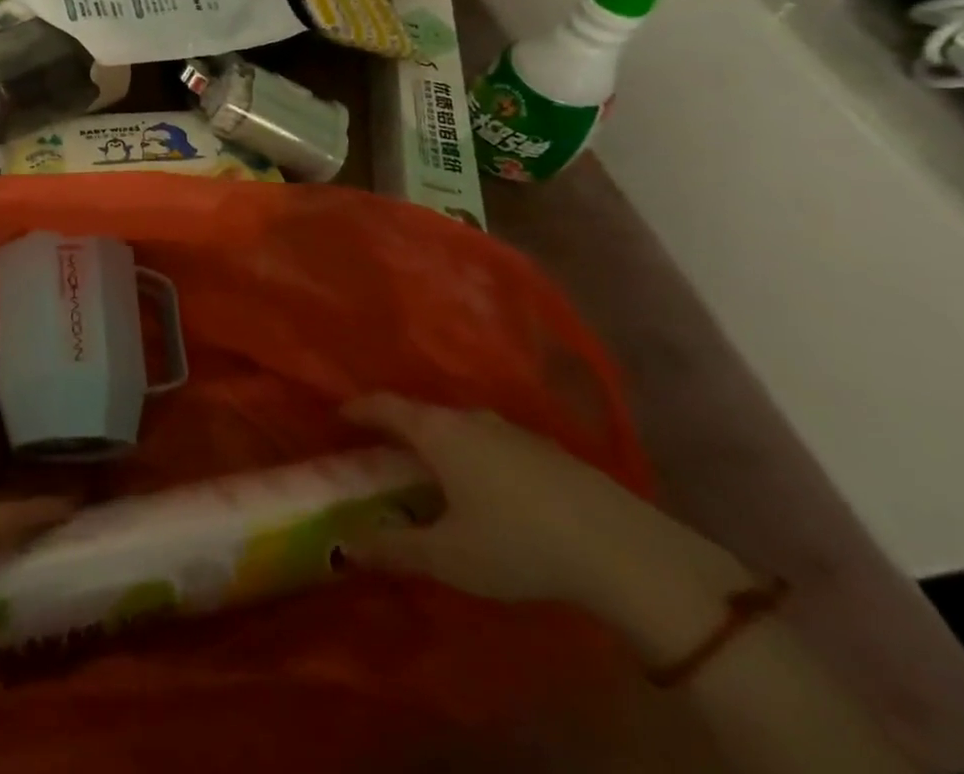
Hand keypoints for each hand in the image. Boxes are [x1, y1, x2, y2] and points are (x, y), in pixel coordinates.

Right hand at [341, 395, 751, 643]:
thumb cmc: (518, 544)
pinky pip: (495, 442)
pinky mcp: (550, 451)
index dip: (358, 409)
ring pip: (461, 426)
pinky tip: (489, 487)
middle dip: (398, 427)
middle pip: (422, 412)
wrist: (625, 552)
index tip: (339, 416)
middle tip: (383, 449)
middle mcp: (469, 419)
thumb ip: (394, 549)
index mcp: (436, 432)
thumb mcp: (449, 557)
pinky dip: (477, 454)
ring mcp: (513, 431)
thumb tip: (346, 547)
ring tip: (434, 468)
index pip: (383, 406)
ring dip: (441, 441)